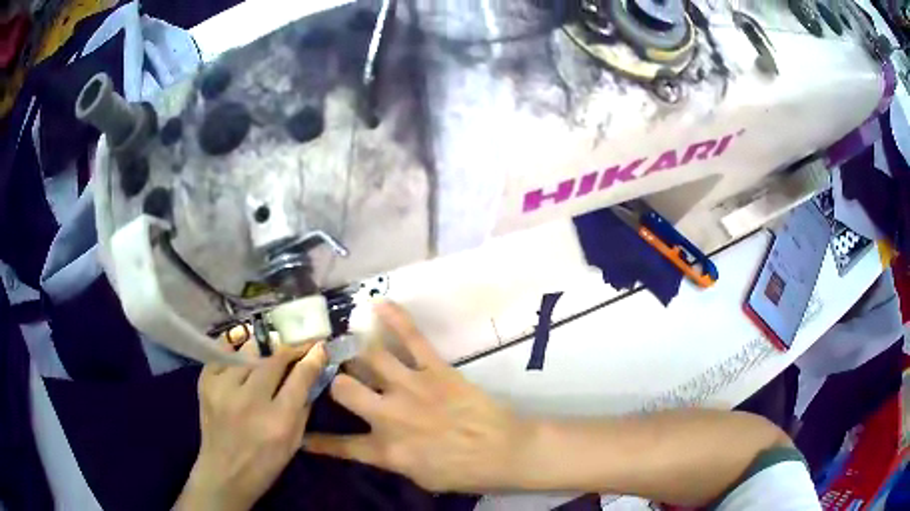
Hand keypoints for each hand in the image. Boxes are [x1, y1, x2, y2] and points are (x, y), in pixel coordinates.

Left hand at [176, 340, 327, 510]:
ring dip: (262, 351)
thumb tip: (311, 374)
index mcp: (278, 421)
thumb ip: (303, 407)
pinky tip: (241, 352)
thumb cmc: (265, 463)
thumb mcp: (294, 442)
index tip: (320, 346)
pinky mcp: (205, 383)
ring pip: (248, 353)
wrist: (224, 473)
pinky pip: (222, 354)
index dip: (312, 357)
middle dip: (290, 349)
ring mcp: (223, 389)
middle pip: (274, 359)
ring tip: (268, 351)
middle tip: (298, 345)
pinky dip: (234, 350)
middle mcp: (250, 400)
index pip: (300, 377)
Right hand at [303, 301, 528, 492]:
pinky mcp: (434, 369)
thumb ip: (391, 460)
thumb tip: (373, 446)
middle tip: (329, 373)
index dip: (316, 440)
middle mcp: (388, 415)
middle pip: (343, 388)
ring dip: (354, 349)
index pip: (339, 446)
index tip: (300, 432)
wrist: (503, 451)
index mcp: (385, 449)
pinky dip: (395, 318)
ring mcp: (410, 387)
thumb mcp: (420, 477)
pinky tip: (378, 303)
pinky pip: (411, 338)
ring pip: (369, 358)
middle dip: (333, 380)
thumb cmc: (463, 471)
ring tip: (343, 340)